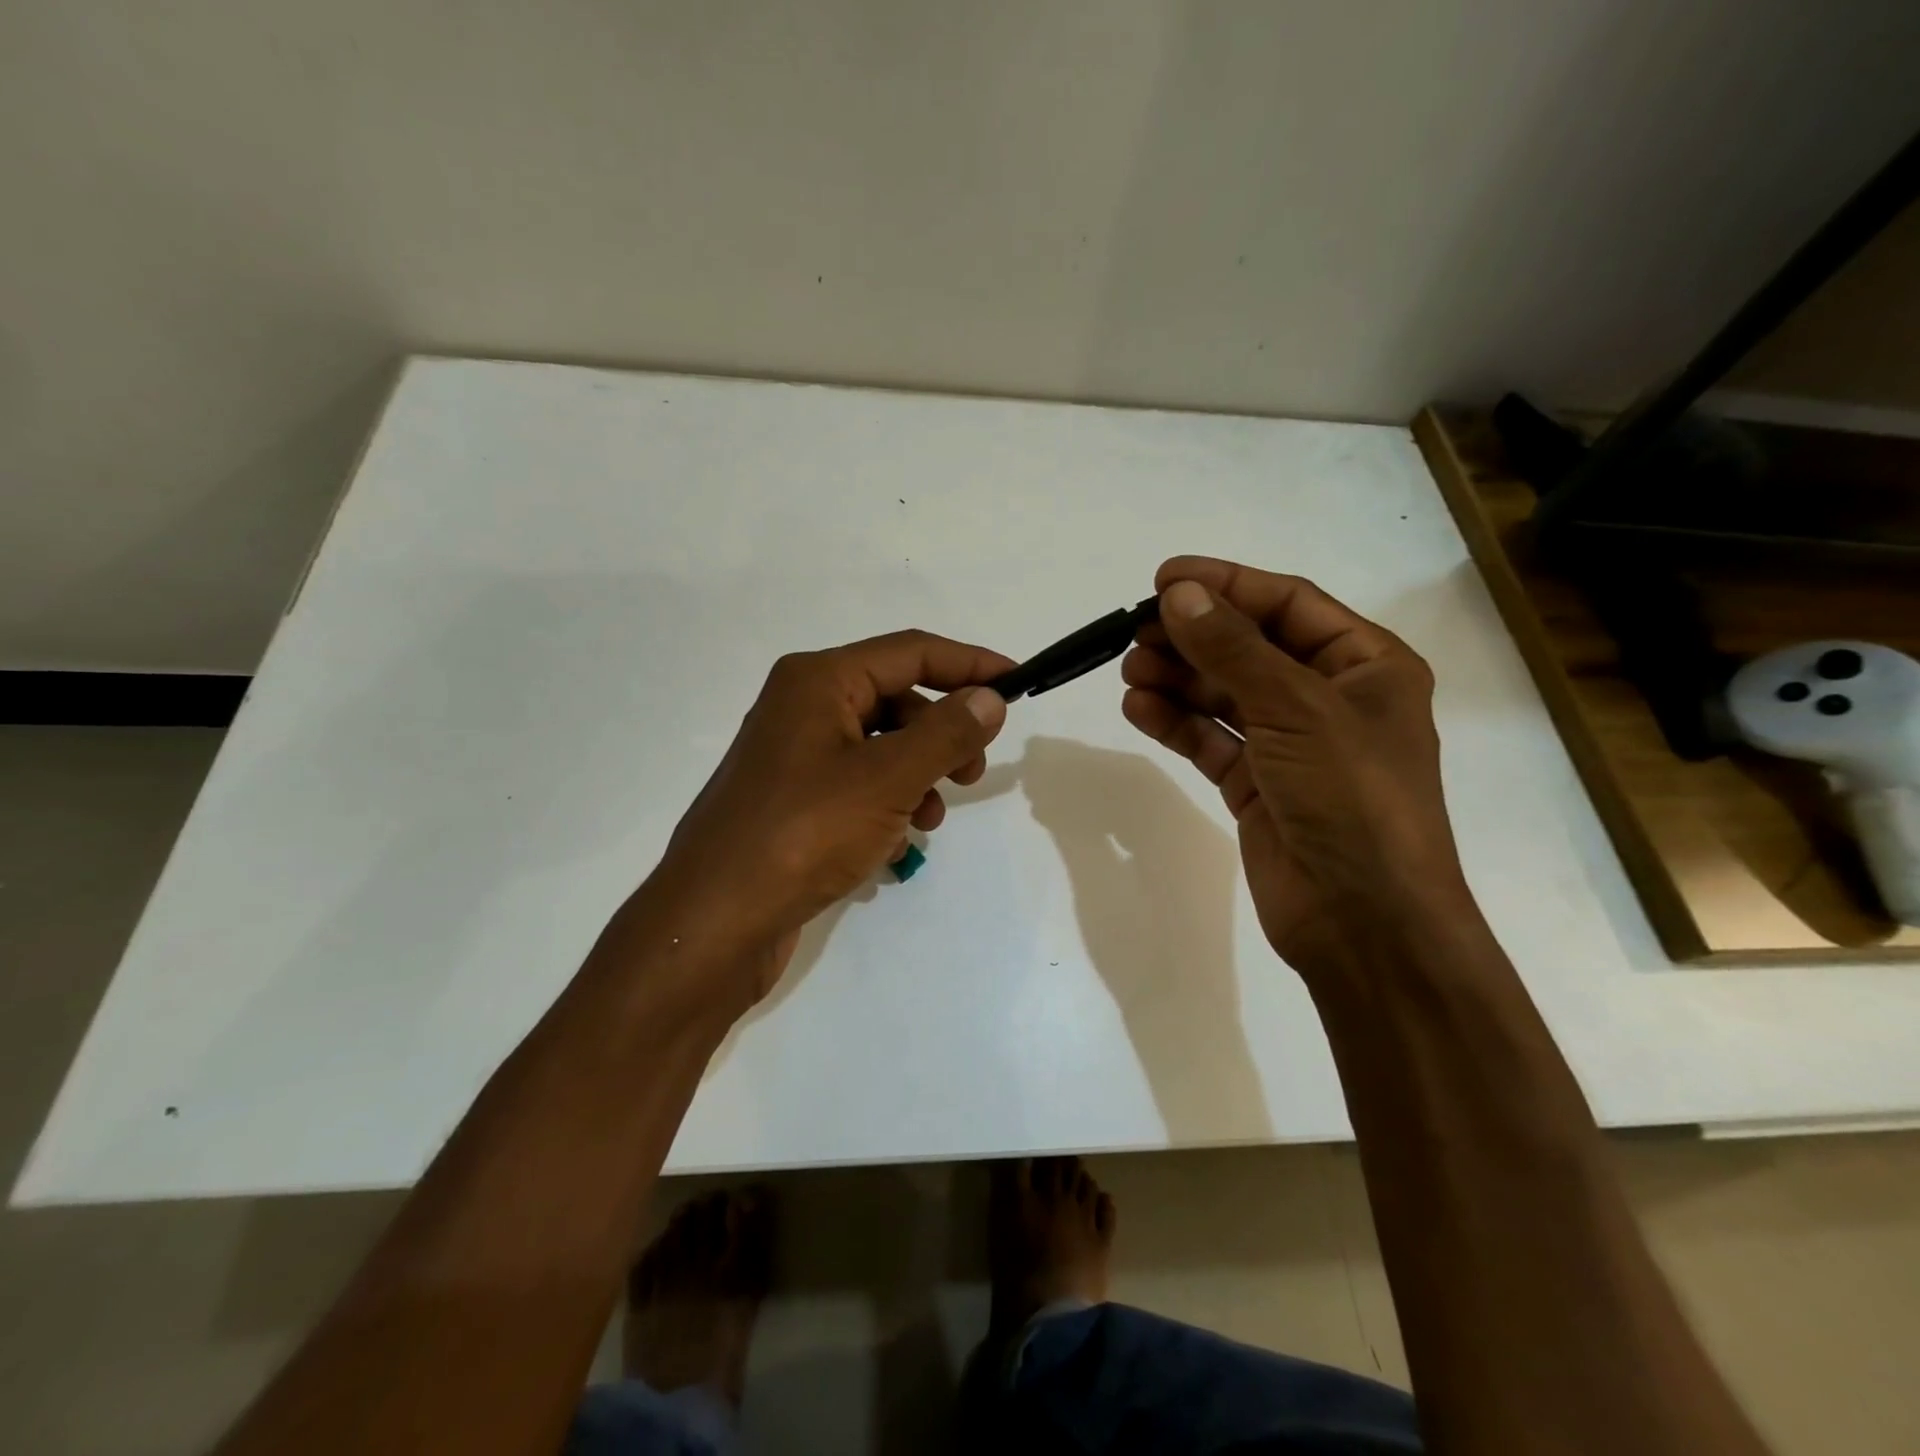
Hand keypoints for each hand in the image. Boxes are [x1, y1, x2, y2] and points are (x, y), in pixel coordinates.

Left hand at [644, 631, 1011, 1008]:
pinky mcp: (793, 798)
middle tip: (973, 772)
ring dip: (918, 773)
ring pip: (880, 745)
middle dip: (943, 731)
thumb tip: (990, 697)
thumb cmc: (804, 833)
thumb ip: (946, 733)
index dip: (970, 664)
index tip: (1018, 684)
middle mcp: (803, 705)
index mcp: (819, 680)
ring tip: (930, 819)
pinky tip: (895, 842)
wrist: (717, 920)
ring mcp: (794, 754)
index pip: (911, 652)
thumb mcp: (888, 778)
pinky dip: (888, 802)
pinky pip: (858, 783)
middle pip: (896, 698)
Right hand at [1120, 556, 1469, 975]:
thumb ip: (1232, 650)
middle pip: (1249, 648)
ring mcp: (1291, 746)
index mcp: (1366, 666)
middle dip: (1193, 637)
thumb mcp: (1296, 710)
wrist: (1365, 921)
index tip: (1162, 579)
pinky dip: (1176, 723)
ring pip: (1224, 695)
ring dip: (1178, 679)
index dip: (1226, 584)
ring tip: (1130, 670)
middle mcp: (1330, 699)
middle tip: (1134, 631)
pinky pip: (1211, 741)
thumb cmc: (1351, 798)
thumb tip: (1178, 594)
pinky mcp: (1257, 786)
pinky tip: (1138, 708)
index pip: (1287, 604)